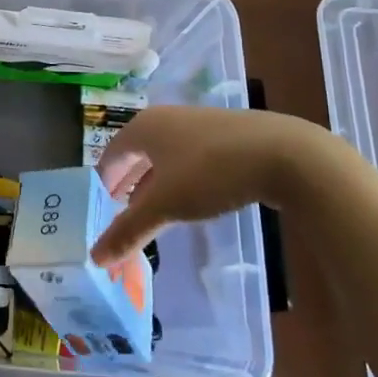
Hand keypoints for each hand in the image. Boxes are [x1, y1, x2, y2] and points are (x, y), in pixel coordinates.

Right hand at [88, 106, 346, 263]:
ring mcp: (198, 124)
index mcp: (144, 127)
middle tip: (119, 211)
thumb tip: (95, 257)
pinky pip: (189, 157)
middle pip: (137, 152)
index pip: (112, 153)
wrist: (282, 153)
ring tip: (151, 209)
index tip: (99, 205)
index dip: (103, 180)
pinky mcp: (226, 135)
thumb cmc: (210, 172)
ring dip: (153, 182)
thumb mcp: (166, 205)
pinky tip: (190, 199)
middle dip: (127, 182)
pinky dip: (179, 178)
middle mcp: (166, 119)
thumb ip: (130, 230)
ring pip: (164, 155)